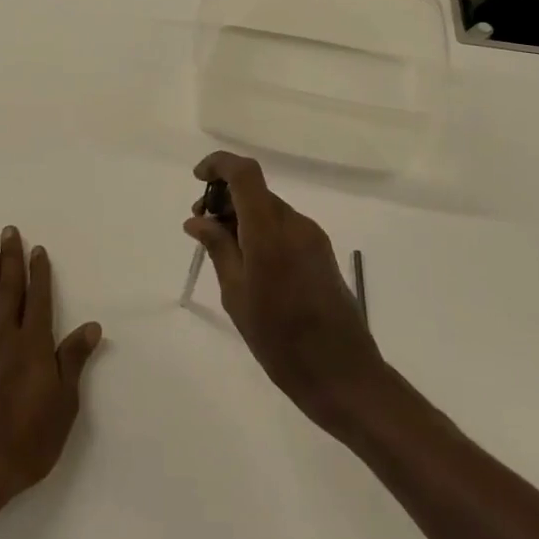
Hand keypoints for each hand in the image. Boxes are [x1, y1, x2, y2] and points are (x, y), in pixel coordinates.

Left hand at [0, 228, 102, 537]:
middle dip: (11, 260)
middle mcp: (3, 340)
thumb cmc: (25, 444)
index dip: (39, 273)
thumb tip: (91, 326)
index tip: (37, 249)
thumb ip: (72, 362)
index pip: (38, 299)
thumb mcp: (63, 407)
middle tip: (8, 231)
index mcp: (33, 347)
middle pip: (8, 292)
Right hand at [185, 151, 385, 428]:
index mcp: (270, 231)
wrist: (342, 373)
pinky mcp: (322, 252)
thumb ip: (218, 248)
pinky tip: (249, 264)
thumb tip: (197, 219)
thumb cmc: (279, 339)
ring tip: (221, 252)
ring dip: (242, 218)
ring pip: (269, 210)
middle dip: (225, 199)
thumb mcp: (237, 295)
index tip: (196, 179)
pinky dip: (261, 232)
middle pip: (256, 192)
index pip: (245, 174)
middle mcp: (295, 224)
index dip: (218, 164)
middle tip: (200, 228)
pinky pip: (284, 228)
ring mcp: (312, 237)